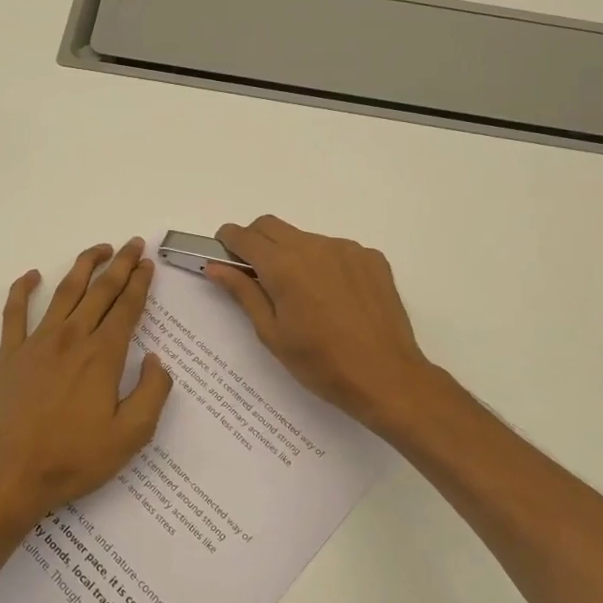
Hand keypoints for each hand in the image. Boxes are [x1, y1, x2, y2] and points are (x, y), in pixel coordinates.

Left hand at [0, 237, 173, 523]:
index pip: (127, 308)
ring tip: (99, 249)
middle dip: (120, 265)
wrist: (13, 475)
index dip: (140, 283)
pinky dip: (21, 290)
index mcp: (103, 355)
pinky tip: (31, 276)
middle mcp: (72, 338)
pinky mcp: (10, 355)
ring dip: (83, 265)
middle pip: (100, 291)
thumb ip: (153, 393)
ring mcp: (38, 343)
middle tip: (134, 244)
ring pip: (64, 291)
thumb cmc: (76, 458)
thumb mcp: (132, 435)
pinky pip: (14, 313)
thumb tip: (157, 360)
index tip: (149, 264)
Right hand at [205, 216, 441, 432]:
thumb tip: (216, 267)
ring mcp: (347, 249)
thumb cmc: (321, 363)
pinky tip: (334, 298)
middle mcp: (314, 246)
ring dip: (292, 254)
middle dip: (255, 241)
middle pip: (271, 226)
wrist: (386, 376)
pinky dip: (324, 263)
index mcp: (284, 266)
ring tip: (303, 295)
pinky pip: (337, 250)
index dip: (228, 240)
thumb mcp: (272, 333)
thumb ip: (243, 293)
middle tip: (256, 274)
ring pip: (305, 238)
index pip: (244, 235)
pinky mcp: (372, 258)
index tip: (224, 254)